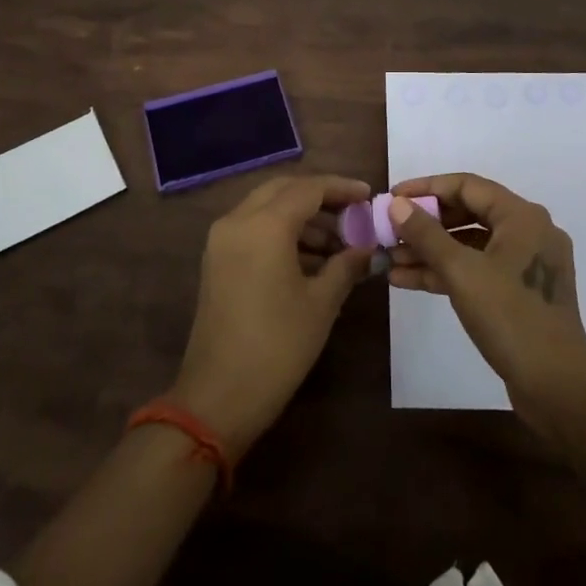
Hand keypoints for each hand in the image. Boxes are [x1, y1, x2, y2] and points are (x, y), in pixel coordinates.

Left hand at [171, 174, 374, 459]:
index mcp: (264, 225)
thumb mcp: (321, 303)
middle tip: (353, 213)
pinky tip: (311, 259)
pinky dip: (282, 233)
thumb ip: (346, 265)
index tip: (369, 196)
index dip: (341, 188)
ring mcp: (221, 240)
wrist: (218, 396)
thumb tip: (368, 248)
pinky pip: (253, 228)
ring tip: (339, 244)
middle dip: (320, 197)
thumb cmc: (277, 346)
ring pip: (266, 208)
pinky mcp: (216, 260)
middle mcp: (237, 221)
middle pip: (284, 190)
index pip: (309, 188)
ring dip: (302, 217)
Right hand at [388, 173, 585, 438]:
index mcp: (522, 216)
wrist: (557, 387)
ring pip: (470, 245)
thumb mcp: (461, 272)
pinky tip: (407, 280)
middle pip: (468, 213)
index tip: (392, 197)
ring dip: (430, 251)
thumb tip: (396, 204)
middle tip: (389, 230)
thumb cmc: (511, 318)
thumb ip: (426, 234)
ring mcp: (525, 264)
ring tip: (389, 259)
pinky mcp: (519, 292)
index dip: (426, 188)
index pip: (467, 186)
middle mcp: (528, 232)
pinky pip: (477, 269)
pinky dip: (446, 272)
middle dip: (425, 224)